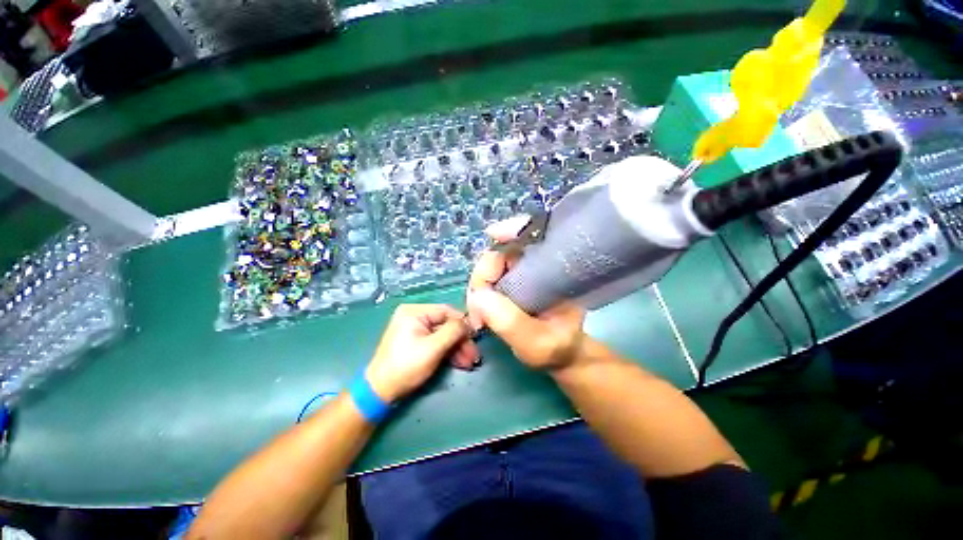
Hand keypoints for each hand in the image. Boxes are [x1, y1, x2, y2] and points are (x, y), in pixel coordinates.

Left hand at [365, 304, 476, 401]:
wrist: (380, 391)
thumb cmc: (406, 366)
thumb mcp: (433, 347)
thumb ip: (453, 331)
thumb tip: (469, 323)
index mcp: (415, 311)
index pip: (447, 311)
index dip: (463, 323)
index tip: (476, 337)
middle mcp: (415, 316)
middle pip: (446, 324)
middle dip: (461, 340)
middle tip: (474, 355)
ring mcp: (415, 329)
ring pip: (444, 334)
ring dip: (457, 348)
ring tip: (469, 362)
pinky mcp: (416, 341)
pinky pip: (437, 341)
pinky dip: (448, 351)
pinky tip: (459, 361)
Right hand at [466, 217, 586, 371]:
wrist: (560, 356)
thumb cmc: (557, 348)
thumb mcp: (538, 343)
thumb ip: (511, 322)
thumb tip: (479, 295)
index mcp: (554, 270)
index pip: (535, 235)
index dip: (513, 228)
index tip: (493, 235)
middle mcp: (537, 266)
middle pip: (501, 252)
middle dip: (482, 275)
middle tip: (477, 308)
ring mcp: (522, 274)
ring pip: (491, 266)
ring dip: (478, 287)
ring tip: (478, 317)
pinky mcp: (511, 284)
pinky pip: (489, 279)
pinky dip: (479, 292)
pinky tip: (479, 311)